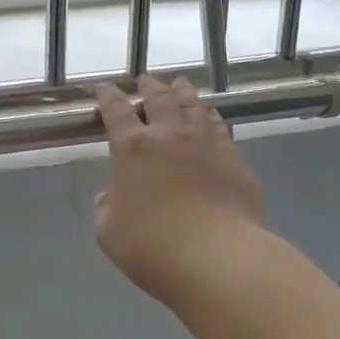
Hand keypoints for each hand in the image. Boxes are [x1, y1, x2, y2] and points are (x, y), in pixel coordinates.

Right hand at [94, 74, 264, 301]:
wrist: (217, 258)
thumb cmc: (153, 247)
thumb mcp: (109, 233)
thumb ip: (107, 209)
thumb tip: (109, 197)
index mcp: (133, 148)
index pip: (116, 111)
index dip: (108, 97)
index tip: (105, 89)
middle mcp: (169, 135)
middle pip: (159, 98)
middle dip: (149, 86)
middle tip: (146, 81)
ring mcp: (206, 144)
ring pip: (193, 105)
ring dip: (182, 93)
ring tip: (179, 86)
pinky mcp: (234, 159)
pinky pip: (220, 127)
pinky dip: (211, 117)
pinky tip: (211, 119)